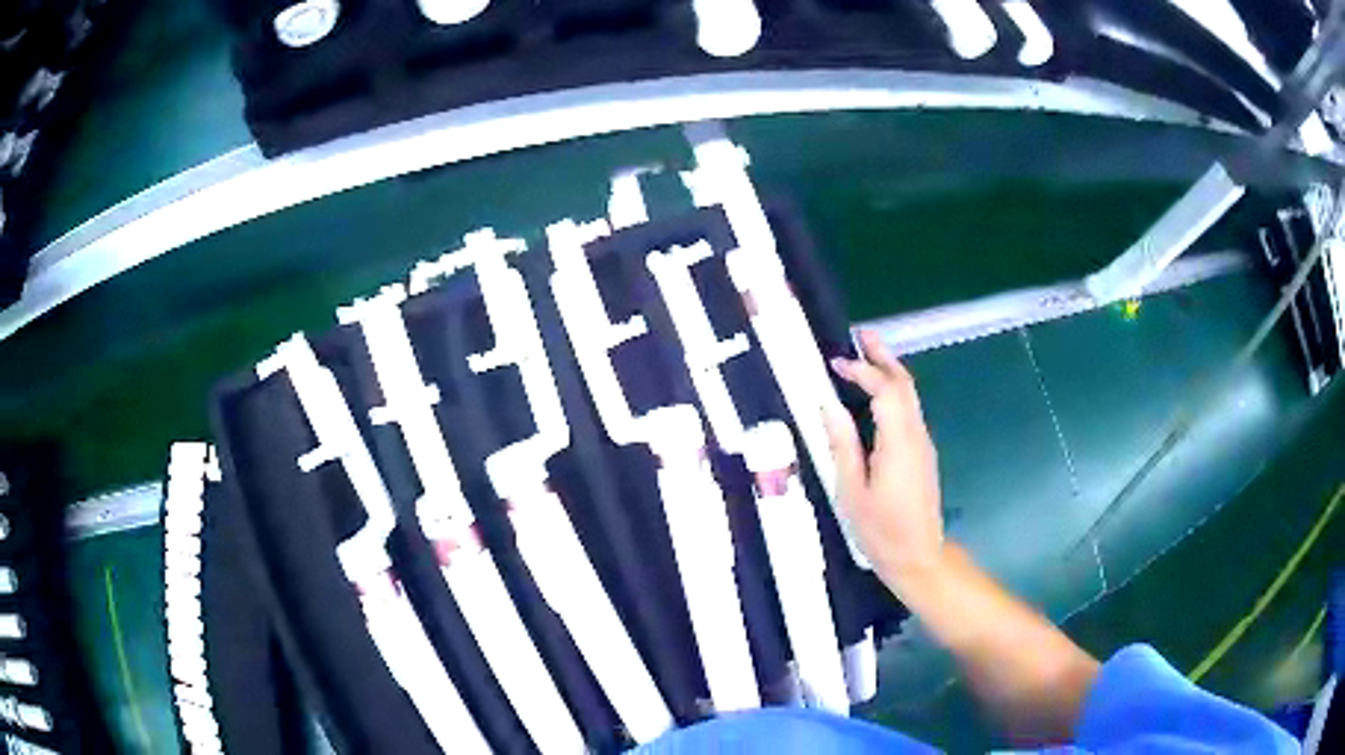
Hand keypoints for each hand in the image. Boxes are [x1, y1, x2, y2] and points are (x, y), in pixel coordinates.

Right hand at [824, 331, 945, 593]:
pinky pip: (909, 411)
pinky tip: (876, 394)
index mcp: (898, 443)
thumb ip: (842, 445)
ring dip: (890, 371)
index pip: (885, 391)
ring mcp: (923, 444)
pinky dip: (894, 392)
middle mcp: (916, 436)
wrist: (919, 557)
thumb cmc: (881, 531)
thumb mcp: (851, 491)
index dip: (863, 371)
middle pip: (905, 385)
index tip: (836, 363)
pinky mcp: (922, 454)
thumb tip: (828, 405)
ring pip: (910, 396)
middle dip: (885, 357)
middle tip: (862, 335)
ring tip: (866, 355)